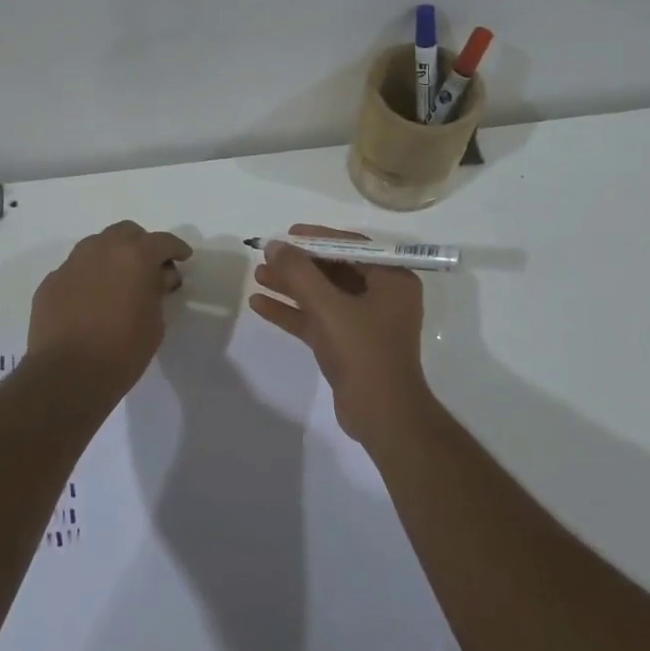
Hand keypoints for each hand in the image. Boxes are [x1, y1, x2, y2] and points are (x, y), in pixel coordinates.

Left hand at [28, 221, 192, 398]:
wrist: (67, 376)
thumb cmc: (122, 351)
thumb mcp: (155, 322)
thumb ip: (157, 291)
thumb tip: (156, 278)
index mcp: (134, 256)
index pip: (162, 241)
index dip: (176, 249)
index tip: (182, 258)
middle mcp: (101, 250)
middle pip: (126, 233)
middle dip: (141, 245)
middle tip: (149, 268)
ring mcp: (71, 264)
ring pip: (97, 246)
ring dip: (112, 257)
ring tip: (118, 282)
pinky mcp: (50, 282)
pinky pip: (76, 270)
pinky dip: (88, 278)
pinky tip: (91, 301)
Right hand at [248, 224, 430, 442]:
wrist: (382, 416)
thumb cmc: (364, 352)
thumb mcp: (329, 307)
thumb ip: (299, 273)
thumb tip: (274, 245)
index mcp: (392, 280)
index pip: (351, 247)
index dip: (317, 238)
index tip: (287, 234)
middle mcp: (382, 296)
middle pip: (334, 270)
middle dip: (298, 265)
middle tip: (266, 256)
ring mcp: (365, 322)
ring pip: (322, 296)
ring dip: (291, 286)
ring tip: (257, 277)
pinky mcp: (348, 345)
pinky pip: (317, 319)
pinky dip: (292, 312)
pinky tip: (259, 305)